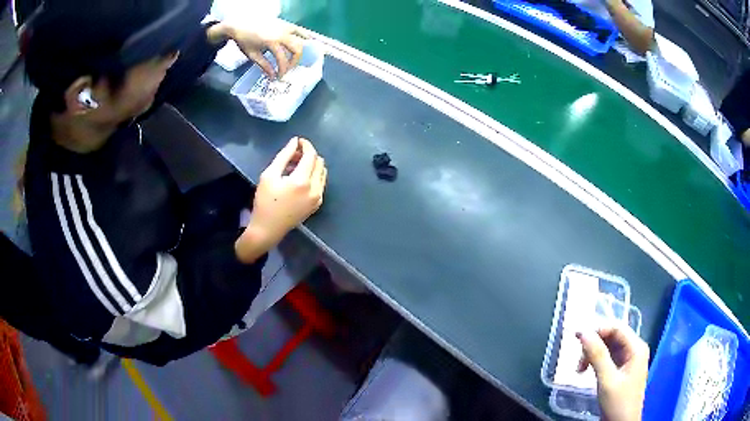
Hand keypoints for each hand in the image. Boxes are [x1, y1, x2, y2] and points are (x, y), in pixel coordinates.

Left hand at [227, 19, 305, 79]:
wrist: (240, 25)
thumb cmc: (244, 41)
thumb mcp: (253, 55)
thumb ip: (264, 66)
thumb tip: (272, 77)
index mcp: (272, 42)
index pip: (283, 59)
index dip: (283, 70)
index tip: (280, 77)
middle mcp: (282, 34)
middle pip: (296, 49)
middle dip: (294, 61)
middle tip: (288, 68)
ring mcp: (285, 27)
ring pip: (300, 40)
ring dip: (299, 51)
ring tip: (295, 59)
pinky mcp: (285, 24)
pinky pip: (299, 30)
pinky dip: (304, 36)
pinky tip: (308, 41)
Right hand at [236, 137, 325, 262]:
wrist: (268, 229)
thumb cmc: (264, 201)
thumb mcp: (269, 175)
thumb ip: (284, 156)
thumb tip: (295, 142)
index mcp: (302, 181)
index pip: (311, 155)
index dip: (306, 145)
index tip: (298, 141)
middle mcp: (315, 189)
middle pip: (319, 162)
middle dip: (308, 154)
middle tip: (293, 155)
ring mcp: (318, 198)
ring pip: (322, 172)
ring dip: (312, 165)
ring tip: (295, 166)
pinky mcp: (317, 204)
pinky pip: (321, 183)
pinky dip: (313, 176)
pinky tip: (299, 178)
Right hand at [576, 327, 648, 420]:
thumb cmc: (618, 403)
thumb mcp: (607, 380)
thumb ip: (597, 355)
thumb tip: (583, 332)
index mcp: (636, 348)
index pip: (617, 328)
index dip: (598, 330)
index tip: (577, 339)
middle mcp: (634, 349)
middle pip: (612, 337)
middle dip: (594, 345)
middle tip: (578, 361)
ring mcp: (628, 360)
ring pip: (608, 347)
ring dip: (593, 355)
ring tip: (579, 369)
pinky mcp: (622, 370)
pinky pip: (608, 358)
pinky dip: (596, 362)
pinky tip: (587, 371)